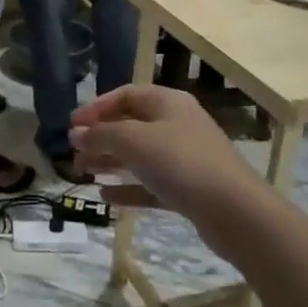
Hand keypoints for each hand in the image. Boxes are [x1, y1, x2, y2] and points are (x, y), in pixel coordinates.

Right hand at [71, 86, 256, 245]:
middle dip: (100, 137)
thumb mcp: (133, 141)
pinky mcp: (189, 189)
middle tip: (74, 152)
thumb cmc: (181, 163)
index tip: (72, 125)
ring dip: (110, 161)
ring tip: (83, 172)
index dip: (96, 108)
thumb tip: (76, 133)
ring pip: (139, 155)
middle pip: (131, 125)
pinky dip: (128, 187)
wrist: (235, 211)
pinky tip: (106, 196)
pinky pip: (151, 183)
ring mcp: (185, 158)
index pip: (125, 95)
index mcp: (167, 102)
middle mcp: (177, 124)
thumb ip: (101, 134)